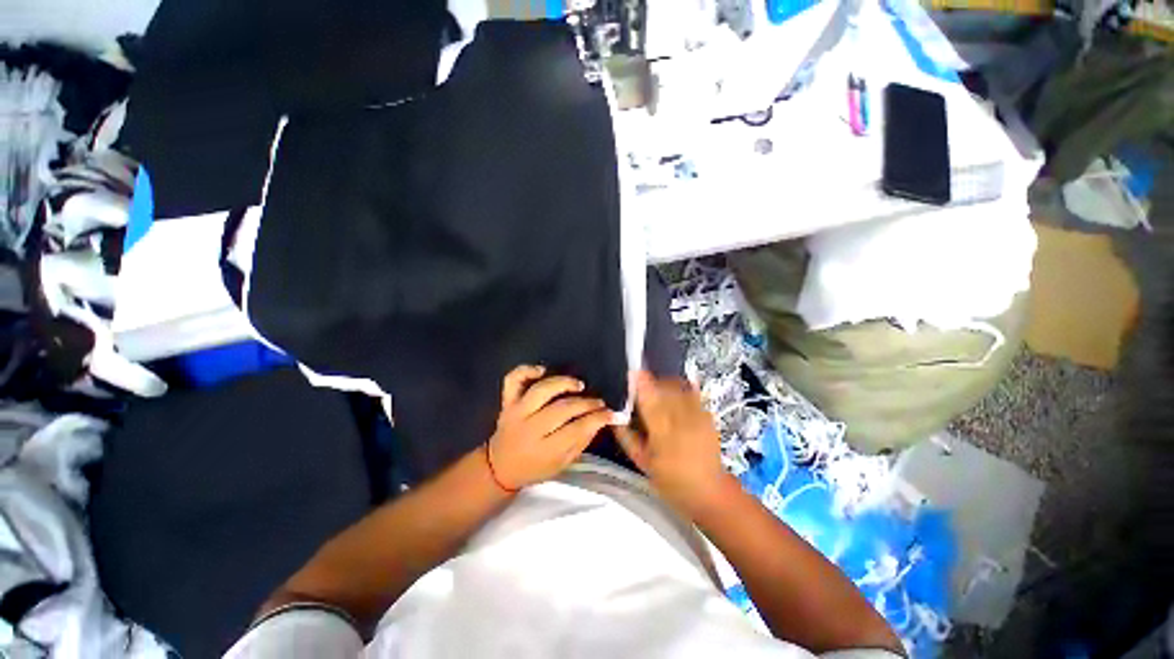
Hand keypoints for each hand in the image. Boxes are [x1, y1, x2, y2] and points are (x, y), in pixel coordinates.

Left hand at [487, 365, 613, 489]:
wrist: (499, 467)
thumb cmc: (535, 468)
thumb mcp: (561, 464)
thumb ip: (581, 442)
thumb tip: (601, 420)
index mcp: (544, 449)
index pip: (576, 429)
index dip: (598, 419)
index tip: (611, 413)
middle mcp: (529, 428)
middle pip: (562, 409)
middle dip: (586, 403)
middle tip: (598, 402)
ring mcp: (516, 412)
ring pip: (541, 390)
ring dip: (563, 384)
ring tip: (579, 385)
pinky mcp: (507, 401)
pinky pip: (513, 380)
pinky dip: (526, 370)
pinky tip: (542, 370)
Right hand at [615, 371, 731, 515]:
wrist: (708, 490)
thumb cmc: (669, 479)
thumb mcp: (641, 461)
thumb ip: (625, 436)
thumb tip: (613, 415)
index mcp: (662, 434)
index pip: (650, 400)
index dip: (641, 383)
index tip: (632, 371)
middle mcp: (682, 420)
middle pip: (665, 388)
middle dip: (652, 381)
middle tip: (641, 385)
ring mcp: (698, 416)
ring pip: (679, 386)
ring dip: (665, 383)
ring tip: (657, 389)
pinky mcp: (708, 415)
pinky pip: (692, 391)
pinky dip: (681, 386)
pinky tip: (673, 391)